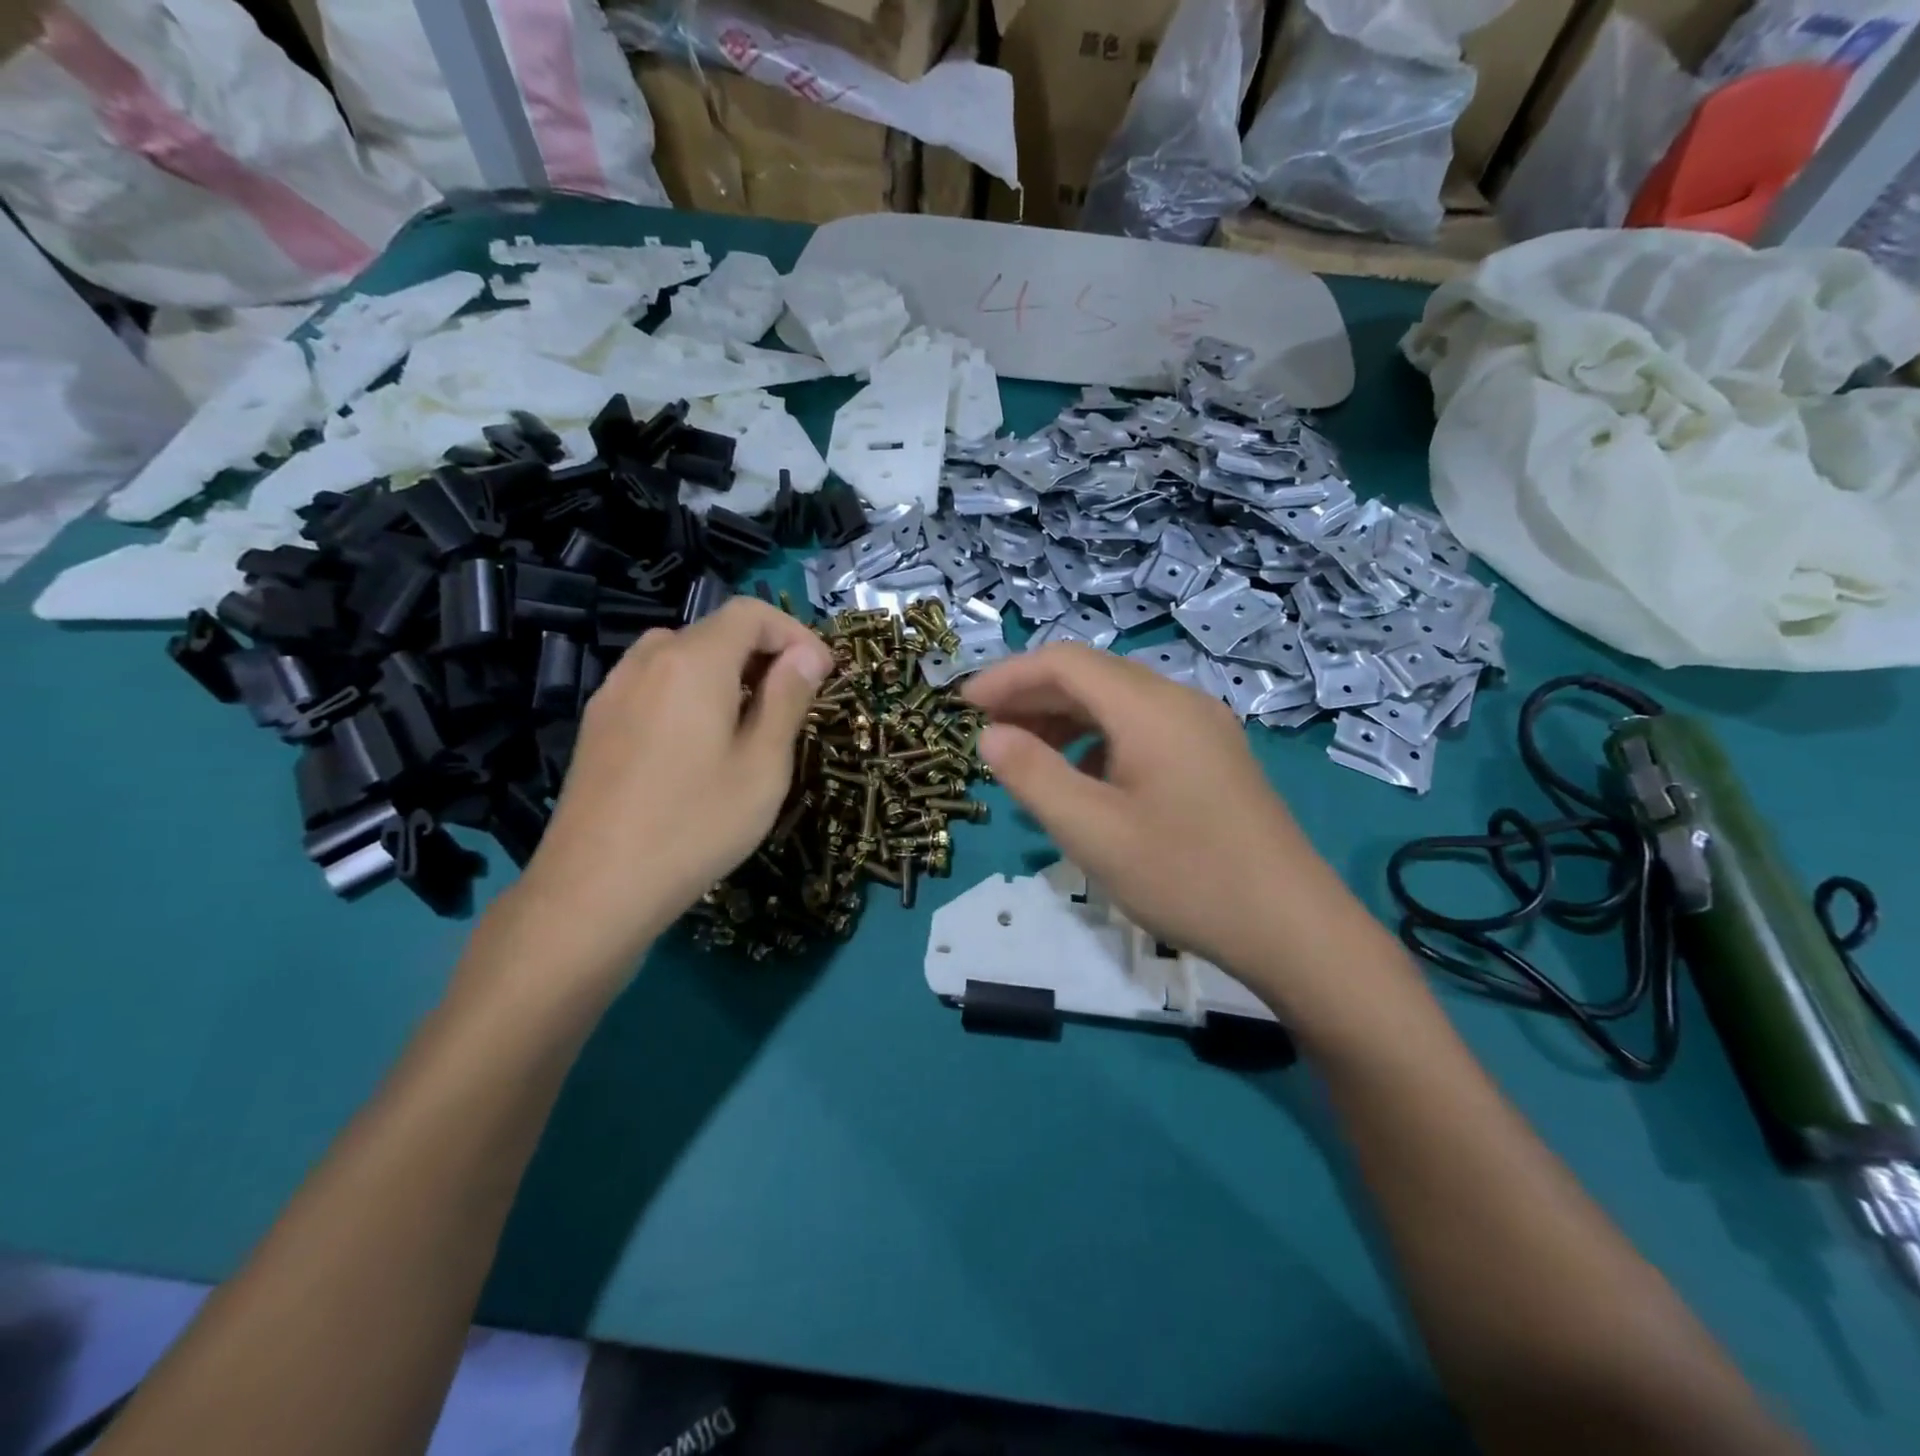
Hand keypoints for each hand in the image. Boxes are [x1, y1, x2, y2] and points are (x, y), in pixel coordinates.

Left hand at [509, 598, 831, 975]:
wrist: (595, 888)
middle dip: (763, 654)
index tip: (823, 675)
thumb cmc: (696, 825)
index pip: (751, 613)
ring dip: (725, 673)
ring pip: (681, 656)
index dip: (795, 634)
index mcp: (693, 662)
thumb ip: (788, 699)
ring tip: (748, 722)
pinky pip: (653, 685)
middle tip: (793, 703)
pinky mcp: (597, 724)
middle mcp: (647, 661)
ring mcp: (614, 691)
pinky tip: (697, 745)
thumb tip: (807, 654)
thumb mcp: (763, 765)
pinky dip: (689, 693)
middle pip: (714, 631)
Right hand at [964, 645, 1364, 1004]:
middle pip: (1091, 676)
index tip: (961, 708)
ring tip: (1026, 758)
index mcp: (1150, 707)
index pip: (1063, 663)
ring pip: (1117, 703)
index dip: (1006, 677)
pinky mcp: (1213, 757)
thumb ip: (1033, 776)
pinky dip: (1098, 741)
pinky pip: (1142, 729)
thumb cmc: (1185, 876)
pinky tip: (1083, 780)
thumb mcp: (1092, 831)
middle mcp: (1180, 701)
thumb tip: (990, 735)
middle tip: (986, 736)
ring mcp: (1203, 728)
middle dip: (1031, 698)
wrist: (1293, 928)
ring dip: (1064, 720)